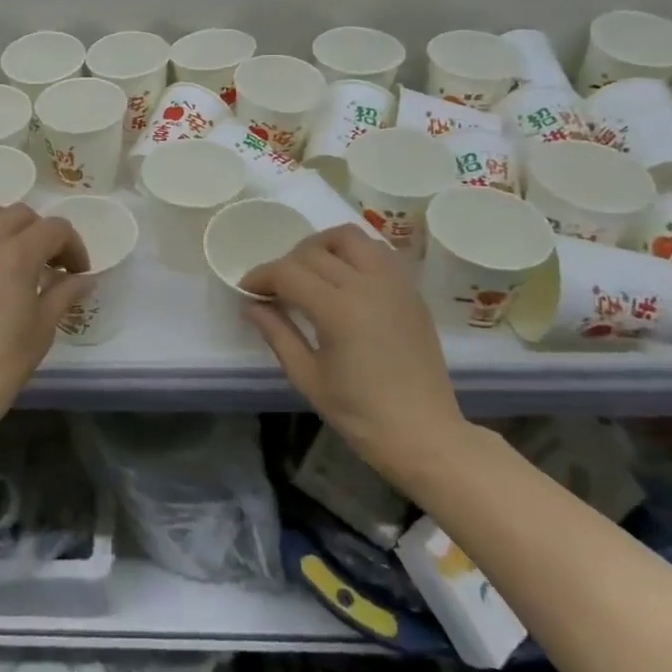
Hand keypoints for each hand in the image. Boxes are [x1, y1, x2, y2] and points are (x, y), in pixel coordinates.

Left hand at [0, 200, 91, 439]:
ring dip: (2, 223)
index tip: (76, 272)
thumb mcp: (41, 329)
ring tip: (7, 252)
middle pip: (20, 215)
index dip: (73, 247)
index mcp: (17, 254)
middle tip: (47, 265)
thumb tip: (85, 279)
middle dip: (41, 234)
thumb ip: (64, 294)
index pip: (55, 229)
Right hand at [241, 225, 469, 481]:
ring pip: (349, 237)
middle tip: (275, 289)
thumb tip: (251, 305)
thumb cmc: (360, 414)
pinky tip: (343, 277)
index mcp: (338, 310)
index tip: (247, 290)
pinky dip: (353, 253)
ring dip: (321, 246)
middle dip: (285, 265)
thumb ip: (277, 333)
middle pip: (313, 252)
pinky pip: (377, 250)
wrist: (424, 433)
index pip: (287, 272)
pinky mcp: (410, 289)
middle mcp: (367, 285)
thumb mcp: (307, 377)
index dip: (261, 277)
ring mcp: (393, 283)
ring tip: (309, 272)